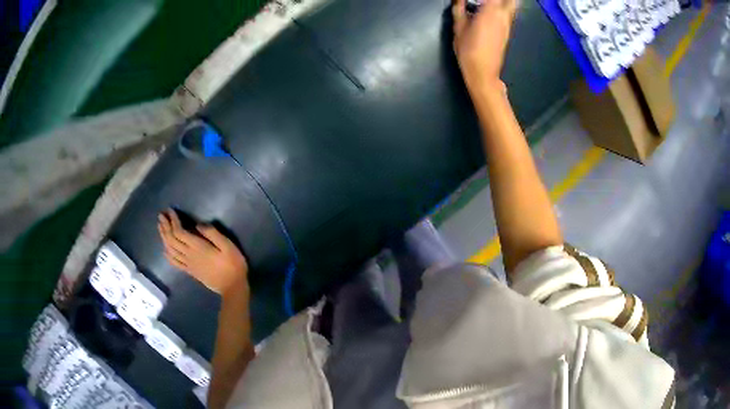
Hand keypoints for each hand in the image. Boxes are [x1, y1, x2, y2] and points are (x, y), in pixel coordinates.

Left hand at [158, 209, 248, 295]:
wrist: (232, 287)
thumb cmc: (233, 265)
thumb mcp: (228, 246)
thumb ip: (213, 233)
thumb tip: (198, 225)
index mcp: (198, 247)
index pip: (179, 232)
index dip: (173, 220)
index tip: (170, 210)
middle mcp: (189, 255)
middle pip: (171, 239)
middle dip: (165, 226)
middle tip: (161, 215)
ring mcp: (188, 264)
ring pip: (170, 249)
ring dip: (163, 237)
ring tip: (160, 227)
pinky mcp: (190, 271)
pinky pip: (174, 262)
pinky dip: (167, 254)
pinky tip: (165, 249)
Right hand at [452, 0, 515, 90]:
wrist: (483, 73)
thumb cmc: (468, 50)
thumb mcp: (458, 27)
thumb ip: (459, 7)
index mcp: (491, 10)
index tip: (474, 0)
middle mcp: (503, 15)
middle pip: (510, 0)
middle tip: (484, 1)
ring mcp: (508, 24)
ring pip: (512, 6)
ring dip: (503, 2)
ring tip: (487, 4)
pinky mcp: (508, 32)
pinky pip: (509, 14)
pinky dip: (503, 8)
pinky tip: (490, 11)